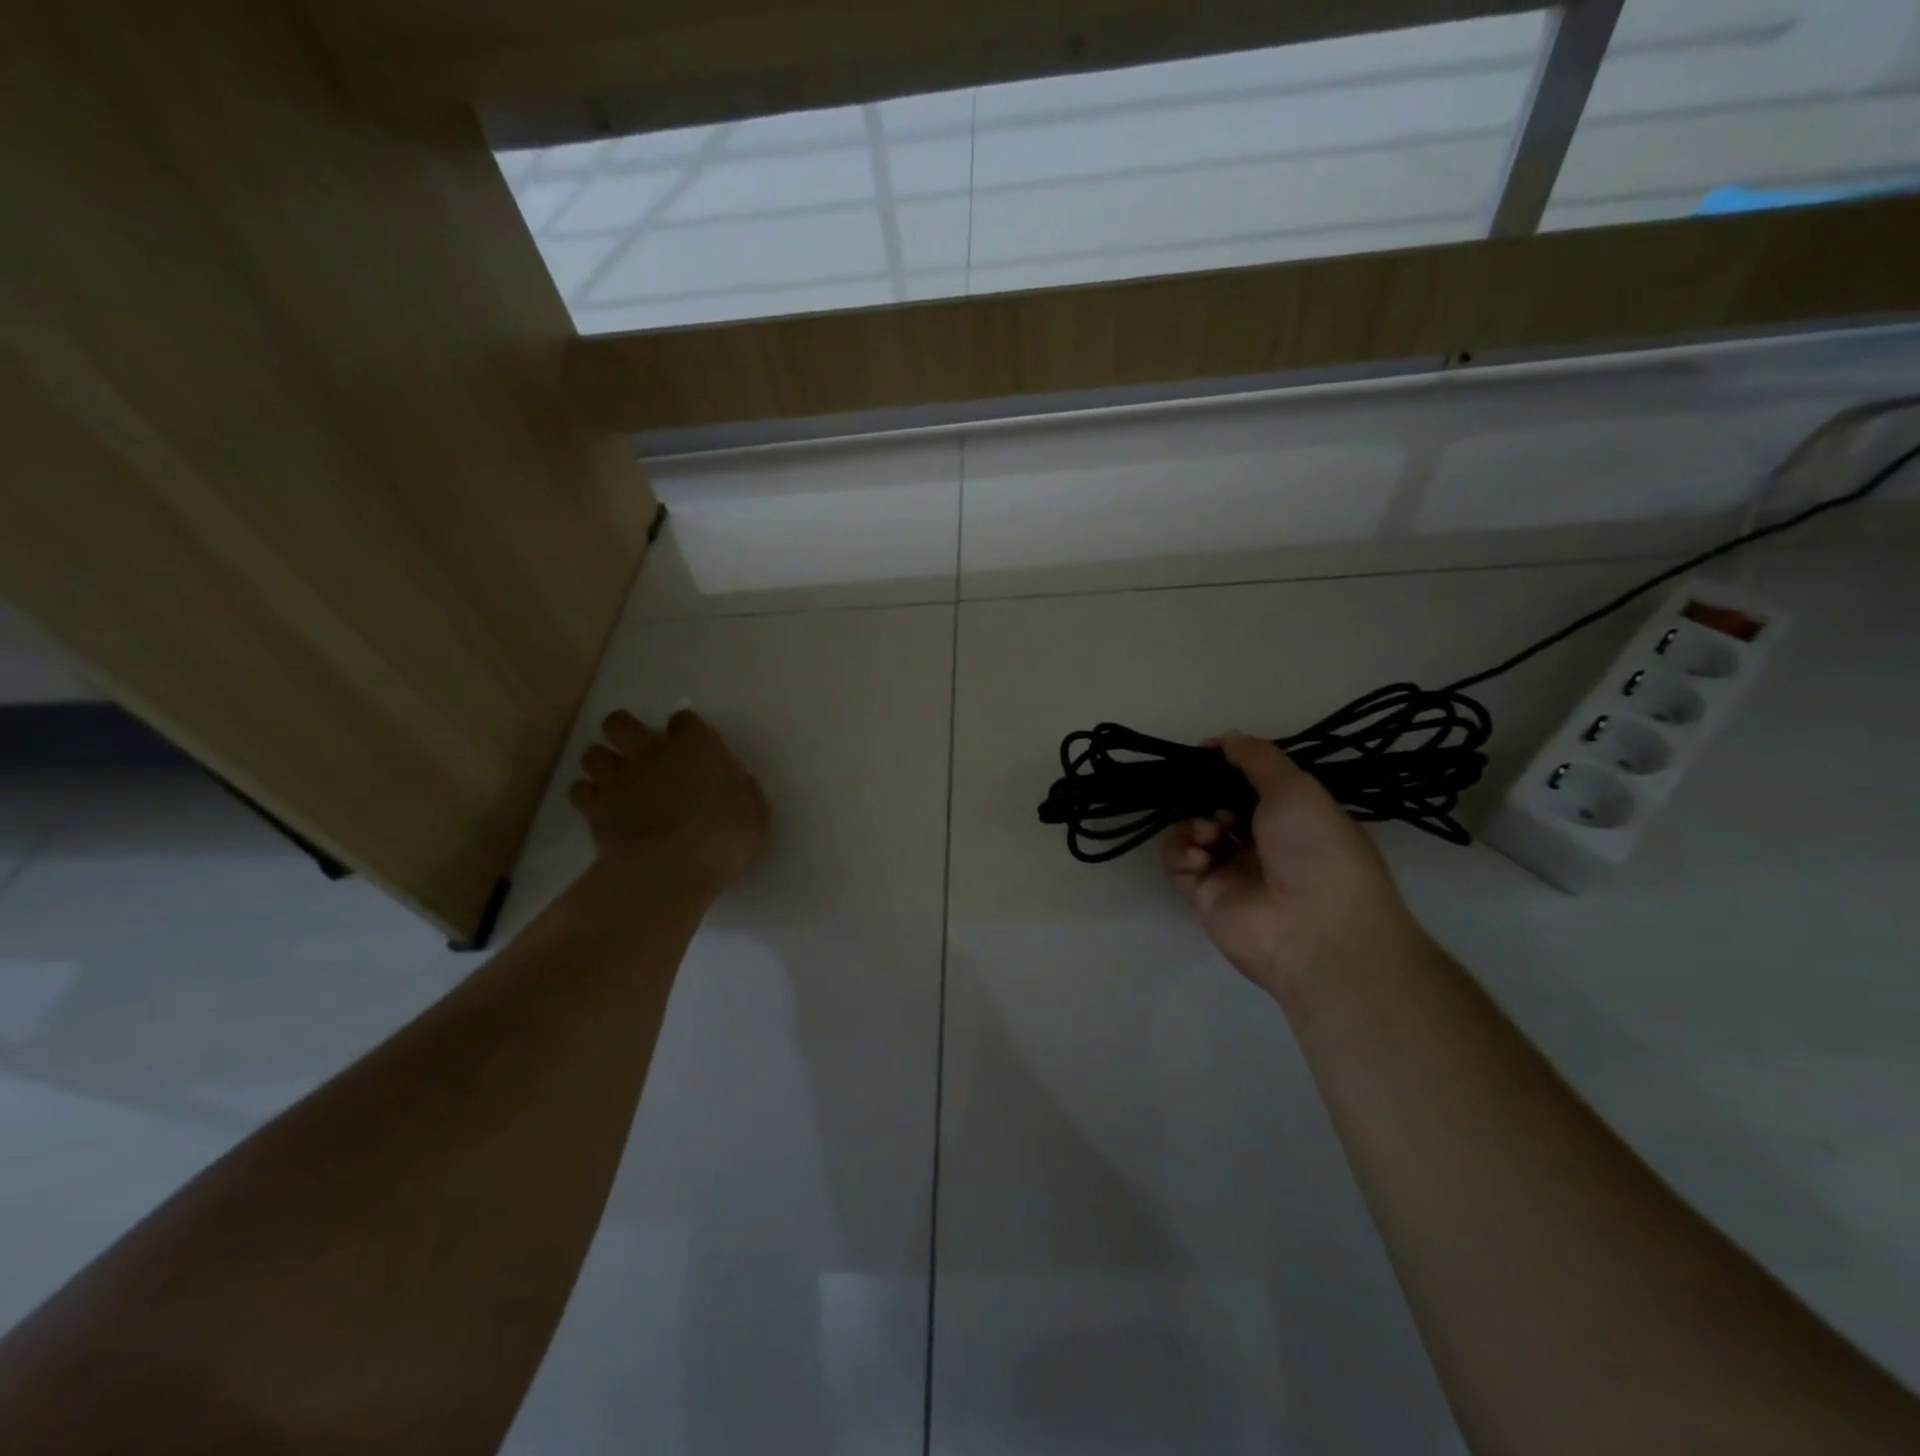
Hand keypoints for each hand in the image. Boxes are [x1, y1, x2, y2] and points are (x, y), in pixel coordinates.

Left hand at [569, 709, 768, 886]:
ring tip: (612, 777)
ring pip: (593, 755)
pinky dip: (587, 795)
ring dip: (601, 762)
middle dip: (624, 730)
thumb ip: (738, 789)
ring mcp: (619, 780)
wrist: (674, 866)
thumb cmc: (726, 834)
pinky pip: (580, 791)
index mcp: (696, 746)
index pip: (684, 720)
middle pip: (621, 724)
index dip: (684, 729)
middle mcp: (652, 753)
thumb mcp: (752, 809)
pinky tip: (599, 806)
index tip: (689, 742)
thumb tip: (733, 785)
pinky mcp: (595, 810)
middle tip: (634, 746)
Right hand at [1163, 734, 1425, 1001]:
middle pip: (1218, 804)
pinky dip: (1181, 851)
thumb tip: (1224, 738)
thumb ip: (1258, 758)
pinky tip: (1200, 856)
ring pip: (1194, 830)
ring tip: (1210, 832)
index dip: (1229, 767)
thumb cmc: (1317, 850)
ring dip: (1194, 822)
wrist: (1315, 930)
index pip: (1252, 783)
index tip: (1207, 753)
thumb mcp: (1297, 789)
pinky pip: (1178, 861)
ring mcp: (1232, 869)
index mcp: (1295, 816)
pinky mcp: (1205, 895)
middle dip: (1206, 794)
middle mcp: (1263, 842)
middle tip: (1205, 794)